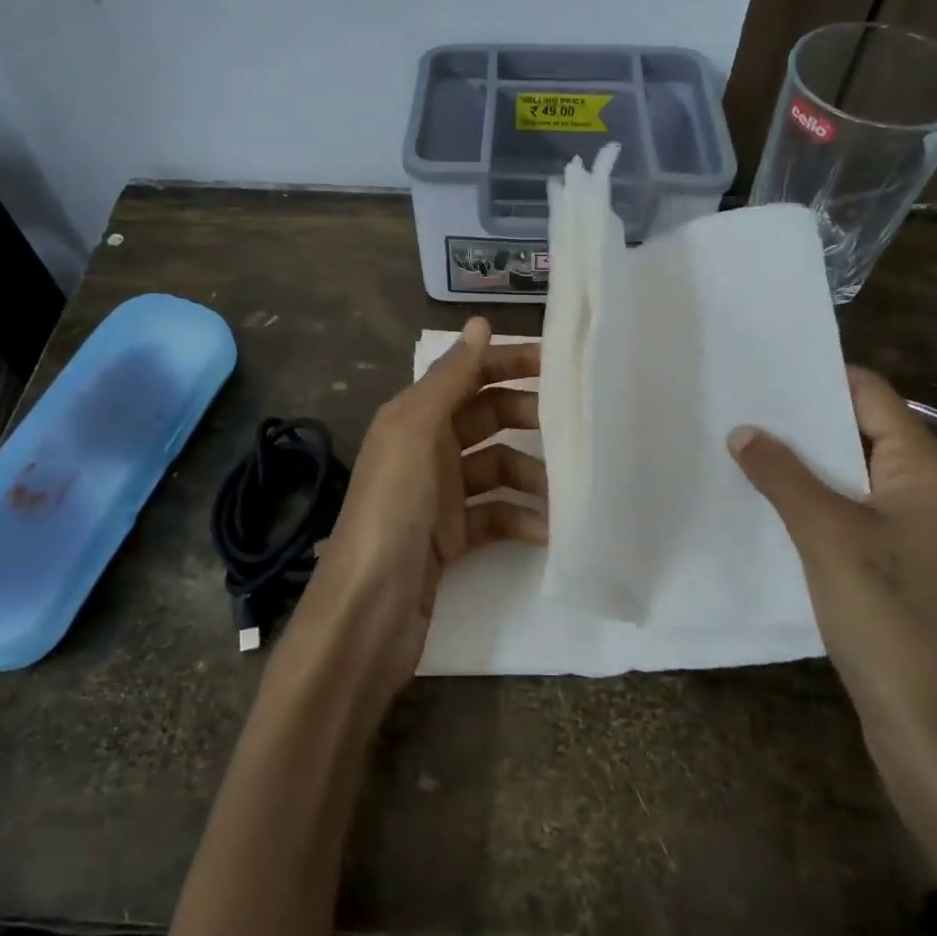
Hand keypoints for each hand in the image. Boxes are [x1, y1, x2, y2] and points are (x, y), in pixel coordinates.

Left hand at [290, 317, 546, 702]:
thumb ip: (450, 378)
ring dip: (529, 475)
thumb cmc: (392, 511)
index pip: (466, 375)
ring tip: (562, 490)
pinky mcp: (450, 540)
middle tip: (569, 426)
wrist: (367, 612)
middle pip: (485, 419)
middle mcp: (424, 450)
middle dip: (525, 417)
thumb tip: (480, 323)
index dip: (506, 363)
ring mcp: (437, 498)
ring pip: (495, 469)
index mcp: (412, 418)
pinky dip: (519, 519)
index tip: (555, 363)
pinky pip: (494, 516)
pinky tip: (544, 531)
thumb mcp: (415, 432)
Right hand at [728, 367, 936, 888]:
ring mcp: (922, 533)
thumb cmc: (890, 619)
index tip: (763, 369)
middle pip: (864, 432)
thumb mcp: (827, 537)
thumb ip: (782, 476)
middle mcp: (933, 492)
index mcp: (929, 471)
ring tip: (745, 448)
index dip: (819, 377)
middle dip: (804, 421)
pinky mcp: (906, 568)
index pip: (873, 396)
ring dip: (807, 465)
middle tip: (742, 406)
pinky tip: (772, 504)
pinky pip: (857, 514)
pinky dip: (818, 502)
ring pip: (856, 476)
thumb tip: (743, 431)